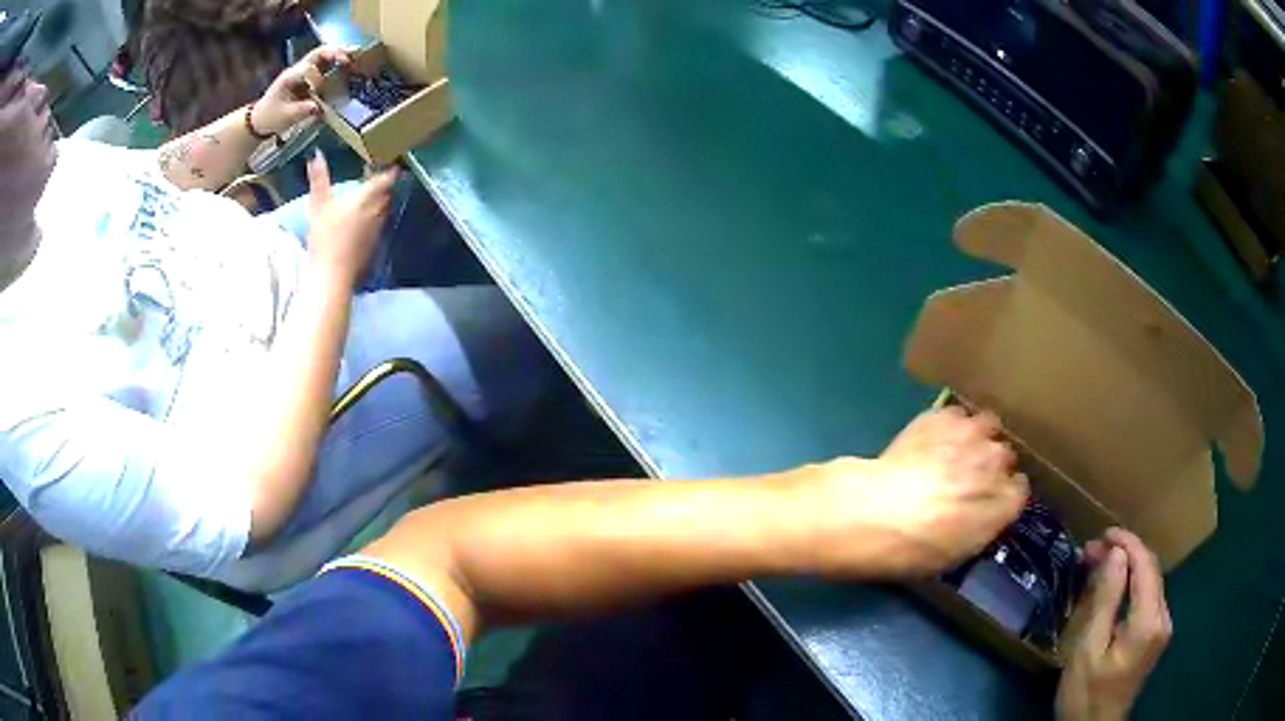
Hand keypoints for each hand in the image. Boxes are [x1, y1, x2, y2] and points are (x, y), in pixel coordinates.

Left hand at [253, 46, 349, 135]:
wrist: (260, 119)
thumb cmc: (270, 117)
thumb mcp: (284, 117)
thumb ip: (301, 110)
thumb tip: (318, 107)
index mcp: (289, 77)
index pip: (307, 69)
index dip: (317, 78)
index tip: (319, 91)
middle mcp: (297, 70)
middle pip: (318, 53)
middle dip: (335, 52)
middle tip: (350, 56)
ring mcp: (303, 72)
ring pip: (323, 55)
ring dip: (339, 53)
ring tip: (355, 54)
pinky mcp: (308, 78)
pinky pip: (325, 65)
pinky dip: (338, 62)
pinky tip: (349, 63)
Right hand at [305, 150, 397, 287]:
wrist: (333, 275)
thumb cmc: (325, 238)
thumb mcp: (318, 205)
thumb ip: (318, 179)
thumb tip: (316, 154)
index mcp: (366, 199)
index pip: (386, 179)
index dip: (390, 169)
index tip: (391, 160)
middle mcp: (377, 212)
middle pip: (387, 193)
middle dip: (385, 183)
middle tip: (377, 175)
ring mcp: (377, 230)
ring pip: (384, 209)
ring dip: (381, 200)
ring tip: (371, 194)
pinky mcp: (373, 245)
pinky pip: (379, 224)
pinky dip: (375, 217)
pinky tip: (364, 219)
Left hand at [805, 407, 1028, 576]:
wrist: (874, 512)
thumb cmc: (912, 549)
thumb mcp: (953, 556)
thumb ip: (979, 529)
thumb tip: (981, 518)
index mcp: (1004, 503)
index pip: (1019, 491)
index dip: (1003, 496)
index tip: (990, 501)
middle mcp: (997, 464)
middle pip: (1005, 457)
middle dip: (991, 466)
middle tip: (968, 478)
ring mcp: (972, 435)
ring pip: (989, 426)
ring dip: (977, 438)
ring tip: (957, 450)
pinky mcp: (944, 416)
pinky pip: (958, 415)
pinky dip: (950, 424)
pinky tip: (933, 437)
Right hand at [1056, 528, 1171, 720]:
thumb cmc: (1086, 693)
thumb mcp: (1088, 650)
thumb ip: (1105, 600)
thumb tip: (1115, 554)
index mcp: (1149, 621)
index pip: (1146, 565)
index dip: (1127, 543)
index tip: (1102, 533)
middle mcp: (1163, 617)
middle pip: (1151, 570)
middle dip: (1125, 553)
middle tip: (1092, 551)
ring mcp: (1162, 627)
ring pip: (1150, 582)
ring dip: (1127, 568)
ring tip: (1099, 565)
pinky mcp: (1156, 635)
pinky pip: (1147, 597)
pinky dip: (1131, 585)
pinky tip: (1113, 589)